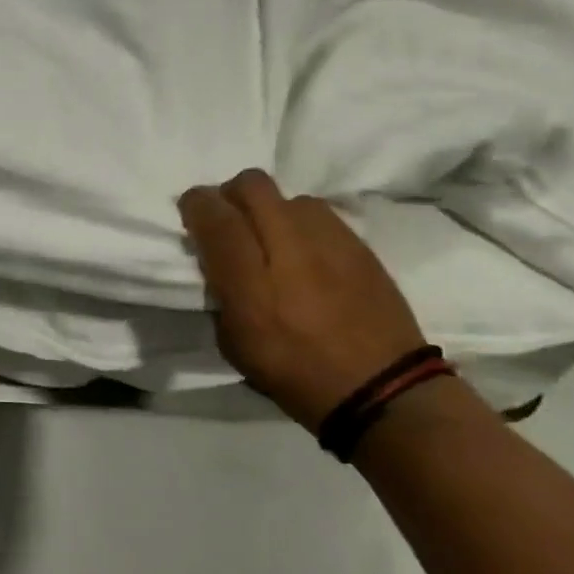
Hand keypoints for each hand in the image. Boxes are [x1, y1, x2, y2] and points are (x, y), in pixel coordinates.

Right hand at [179, 169, 427, 429]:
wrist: (382, 389)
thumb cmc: (296, 374)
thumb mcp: (234, 344)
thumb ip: (220, 292)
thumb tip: (217, 260)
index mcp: (250, 282)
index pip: (214, 216)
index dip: (195, 204)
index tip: (191, 213)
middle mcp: (288, 247)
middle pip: (251, 185)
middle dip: (231, 194)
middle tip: (229, 220)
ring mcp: (329, 240)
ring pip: (286, 195)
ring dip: (269, 209)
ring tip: (272, 239)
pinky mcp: (358, 243)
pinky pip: (318, 213)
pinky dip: (300, 224)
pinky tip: (305, 253)